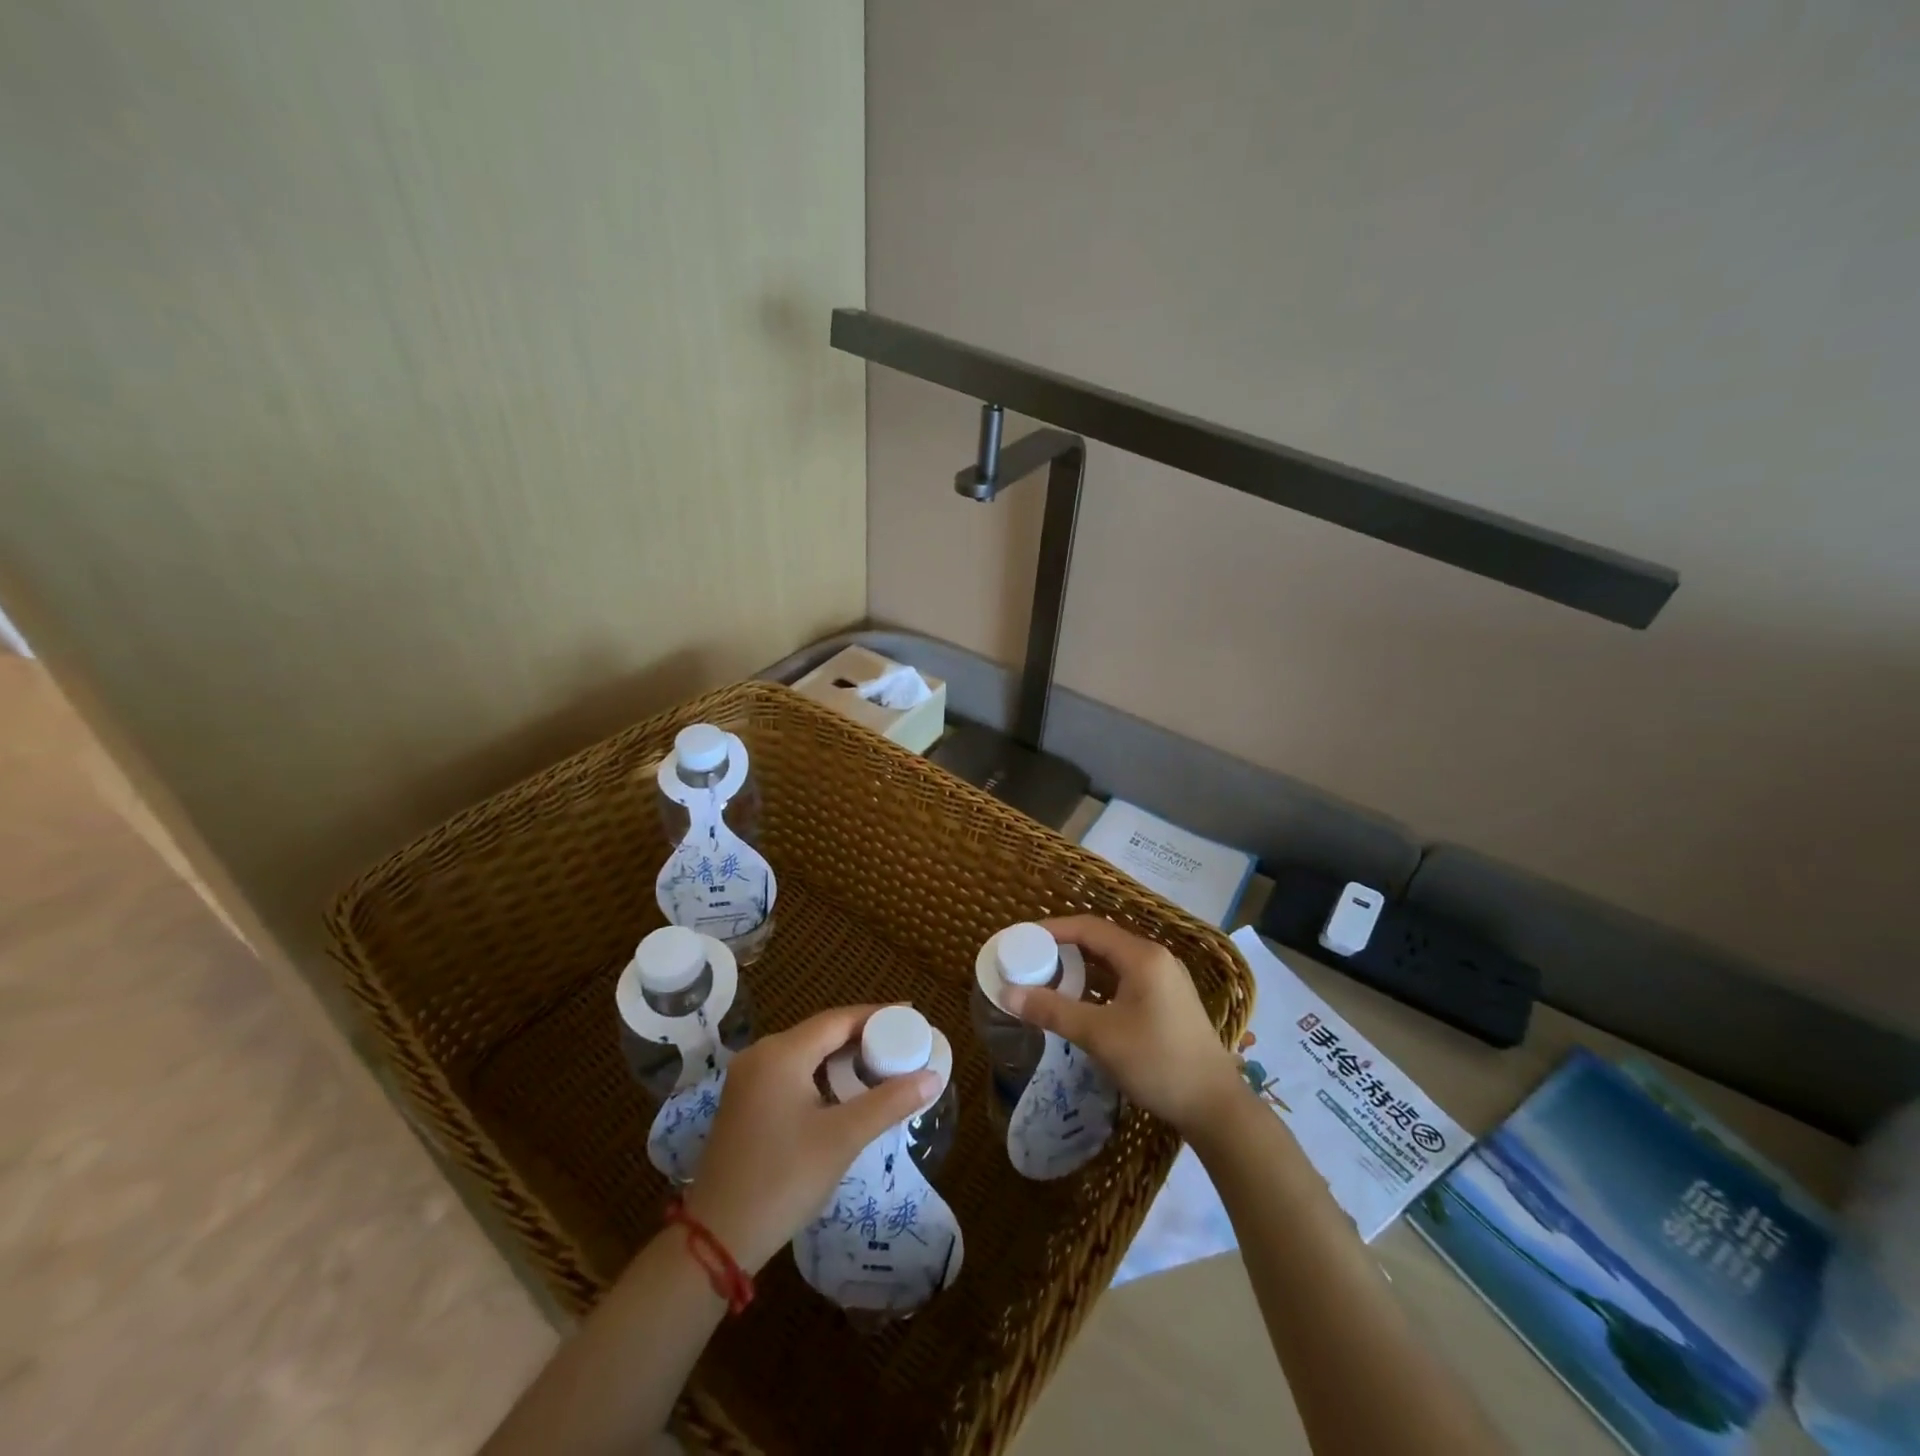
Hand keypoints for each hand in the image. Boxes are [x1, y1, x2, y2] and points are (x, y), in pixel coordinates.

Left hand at [682, 1006, 937, 1273]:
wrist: (716, 1239)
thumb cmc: (783, 1179)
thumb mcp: (842, 1138)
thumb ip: (889, 1102)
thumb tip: (932, 1077)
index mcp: (781, 1053)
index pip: (839, 1019)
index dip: (878, 1015)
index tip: (912, 1015)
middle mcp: (761, 1055)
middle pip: (822, 1032)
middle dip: (864, 1035)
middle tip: (903, 1042)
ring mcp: (749, 1079)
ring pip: (807, 1053)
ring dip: (843, 1057)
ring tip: (882, 1064)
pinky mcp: (745, 1103)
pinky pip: (792, 1072)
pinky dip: (822, 1074)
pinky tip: (845, 1090)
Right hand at [1002, 916, 1243, 1137]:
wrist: (1215, 1107)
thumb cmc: (1157, 1062)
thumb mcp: (1100, 1036)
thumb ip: (1053, 1011)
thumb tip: (1008, 994)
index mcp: (1142, 956)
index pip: (1088, 927)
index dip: (1052, 929)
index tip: (1021, 939)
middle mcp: (1155, 959)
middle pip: (1101, 941)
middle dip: (1063, 948)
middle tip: (1030, 960)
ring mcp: (1165, 980)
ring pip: (1113, 962)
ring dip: (1080, 967)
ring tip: (1048, 979)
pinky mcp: (1167, 1001)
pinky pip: (1124, 980)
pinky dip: (1098, 984)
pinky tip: (1080, 1002)